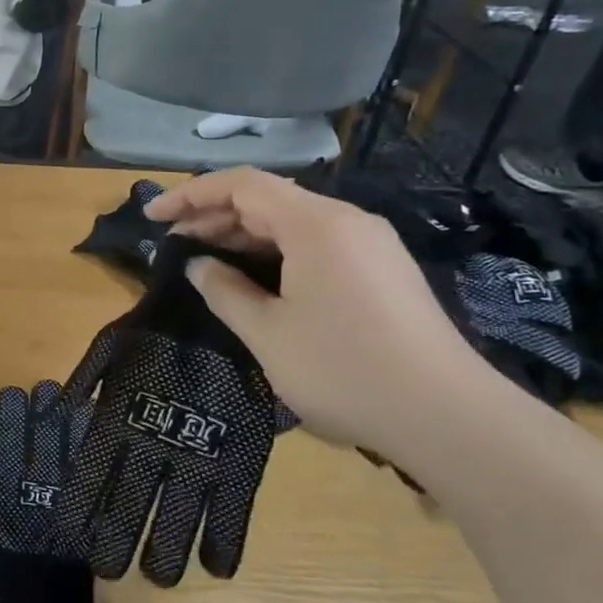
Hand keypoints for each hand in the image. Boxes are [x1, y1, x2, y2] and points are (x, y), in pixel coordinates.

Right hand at [145, 168, 507, 452]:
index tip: (153, 217)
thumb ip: (224, 291)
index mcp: (315, 224)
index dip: (191, 195)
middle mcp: (346, 222)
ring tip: (207, 260)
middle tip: (174, 243)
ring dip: (245, 235)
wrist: (449, 417)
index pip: (241, 185)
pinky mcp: (383, 272)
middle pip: (268, 199)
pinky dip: (277, 252)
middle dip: (214, 215)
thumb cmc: (344, 369)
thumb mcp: (267, 333)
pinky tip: (257, 279)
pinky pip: (317, 244)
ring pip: (293, 222)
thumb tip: (199, 266)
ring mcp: (370, 246)